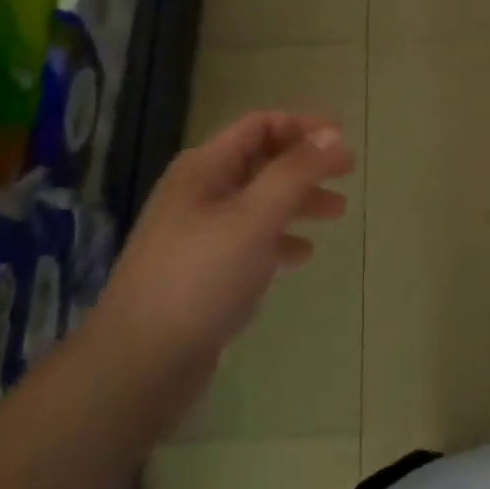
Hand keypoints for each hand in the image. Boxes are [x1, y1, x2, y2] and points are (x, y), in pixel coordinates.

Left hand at [91, 113, 354, 424]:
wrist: (140, 363)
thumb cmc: (201, 277)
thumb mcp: (255, 216)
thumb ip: (296, 172)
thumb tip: (333, 135)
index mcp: (205, 169)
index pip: (260, 126)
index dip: (304, 125)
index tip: (344, 138)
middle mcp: (199, 193)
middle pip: (262, 162)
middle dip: (307, 164)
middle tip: (348, 174)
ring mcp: (198, 233)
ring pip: (260, 202)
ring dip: (299, 200)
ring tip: (338, 213)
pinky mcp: (202, 271)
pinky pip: (250, 240)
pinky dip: (280, 238)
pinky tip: (301, 255)